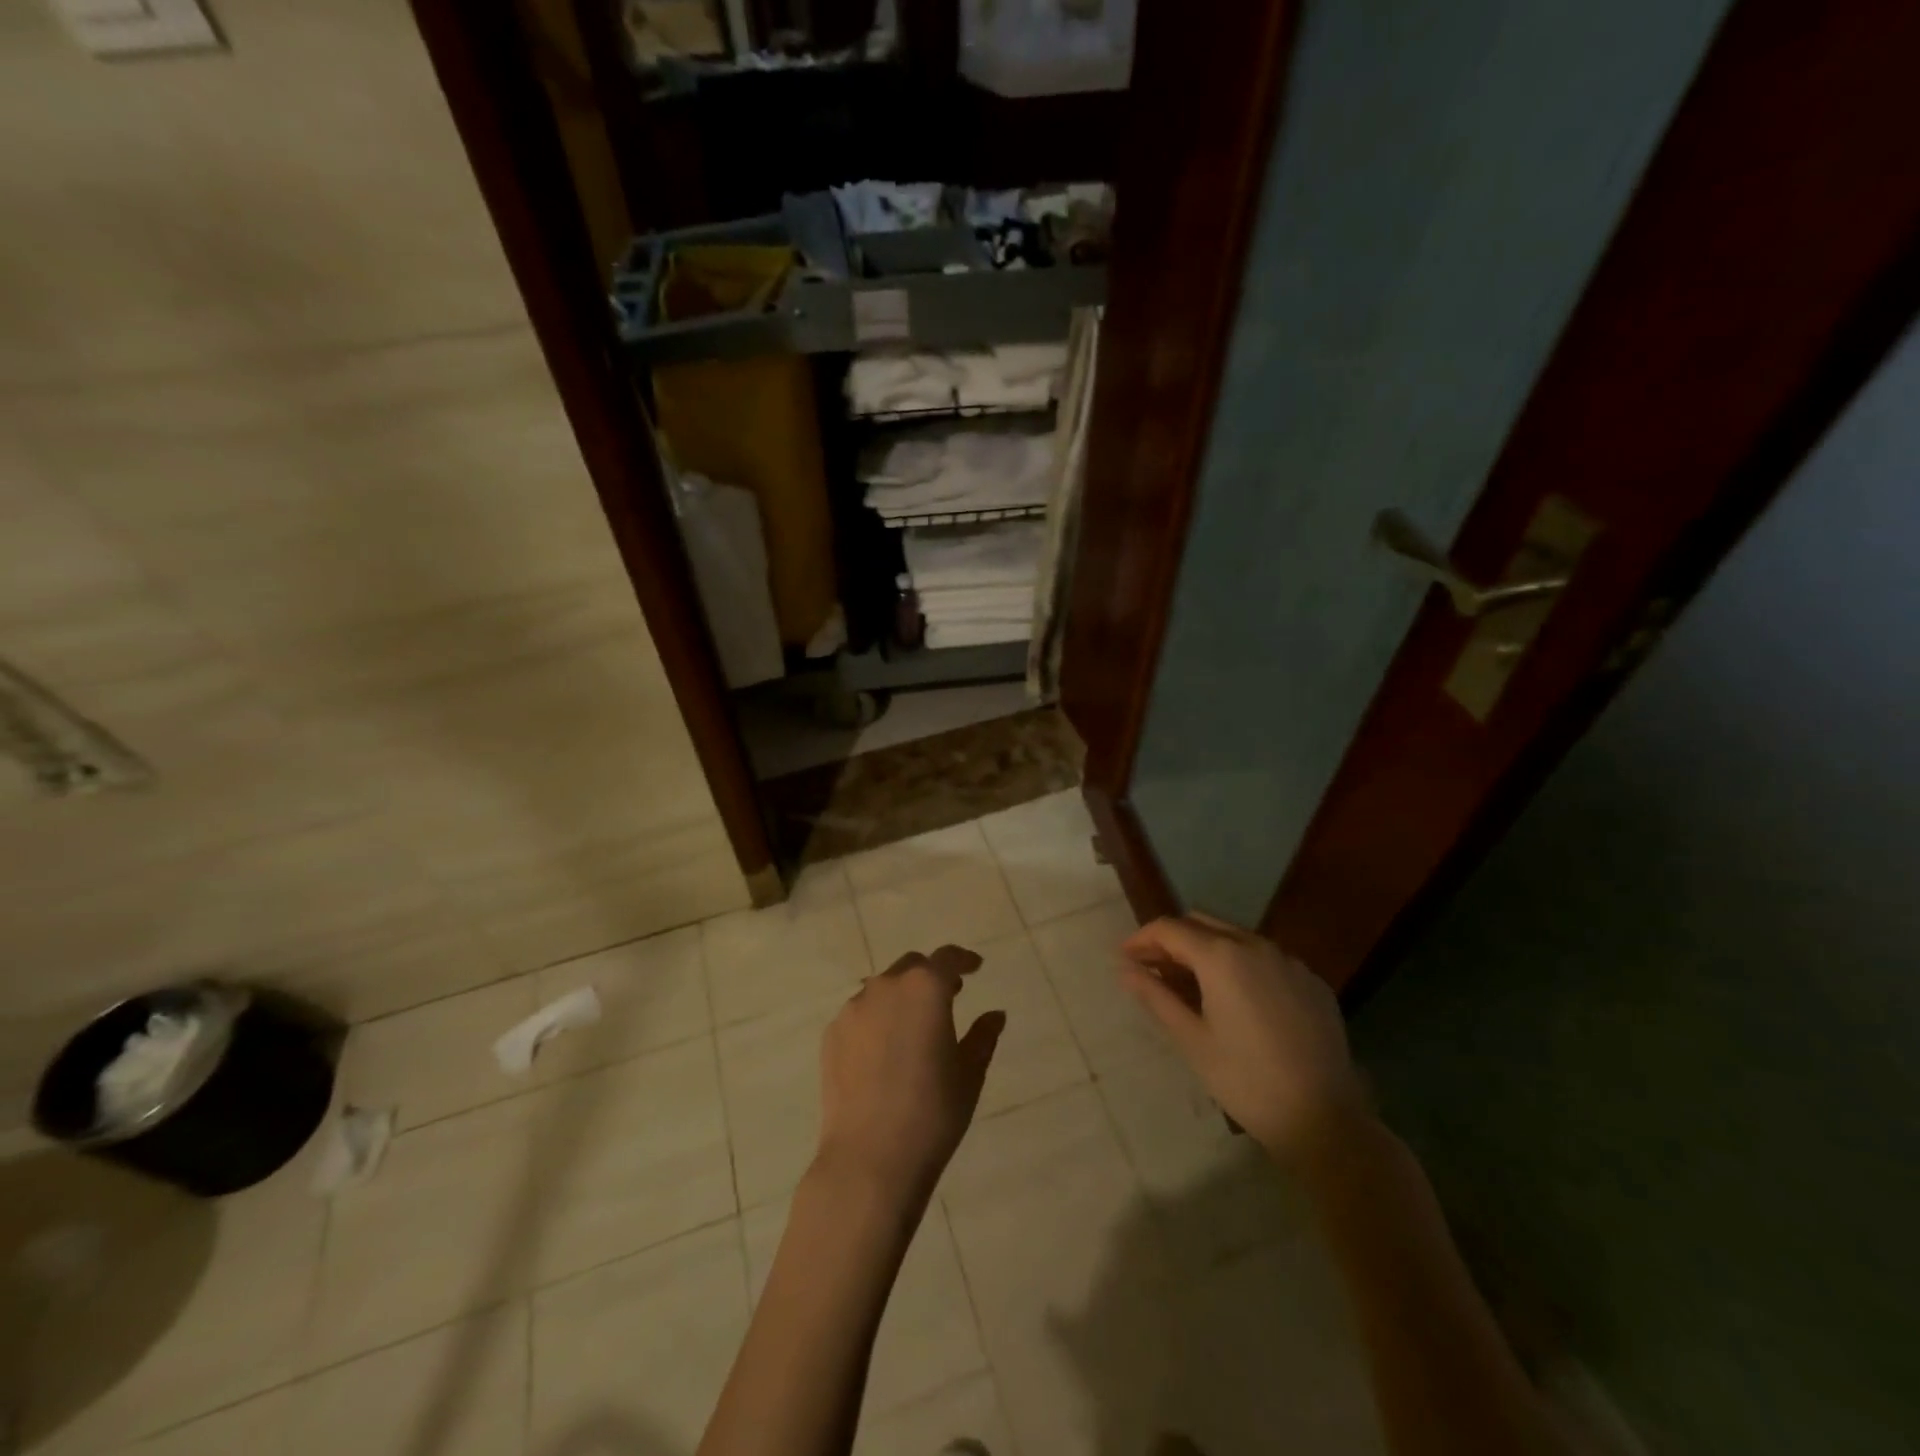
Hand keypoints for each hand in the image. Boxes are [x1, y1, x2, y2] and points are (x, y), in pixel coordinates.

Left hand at [815, 945, 1005, 1206]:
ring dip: (901, 997)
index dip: (964, 960)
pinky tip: (884, 1052)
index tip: (975, 967)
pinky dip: (877, 1020)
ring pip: (882, 989)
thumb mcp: (969, 1074)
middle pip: (912, 967)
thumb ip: (983, 1036)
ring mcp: (853, 1009)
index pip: (947, 958)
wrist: (869, 1158)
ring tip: (914, 1028)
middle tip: (949, 997)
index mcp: (925, 989)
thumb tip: (995, 1014)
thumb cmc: (932, 1113)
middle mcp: (885, 987)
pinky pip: (860, 1015)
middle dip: (931, 976)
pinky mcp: (831, 1034)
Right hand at [1120, 913, 1365, 1160]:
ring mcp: (1289, 961)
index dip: (1141, 939)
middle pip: (1201, 923)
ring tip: (1189, 983)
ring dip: (1205, 949)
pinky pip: (1265, 958)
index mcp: (1222, 956)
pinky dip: (1239, 965)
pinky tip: (1236, 999)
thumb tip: (1124, 968)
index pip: (1170, 929)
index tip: (1124, 958)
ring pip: (1235, 937)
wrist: (1325, 1119)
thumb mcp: (1191, 1039)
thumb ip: (1155, 995)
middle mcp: (1256, 945)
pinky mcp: (1311, 981)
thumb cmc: (1246, 1080)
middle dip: (1172, 939)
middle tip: (1151, 968)